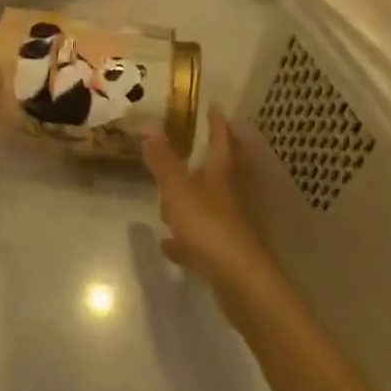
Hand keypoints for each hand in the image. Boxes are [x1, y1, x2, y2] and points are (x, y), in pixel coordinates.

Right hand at [141, 105, 275, 295]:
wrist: (241, 283)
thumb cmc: (209, 227)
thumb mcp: (178, 190)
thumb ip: (162, 161)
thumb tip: (148, 127)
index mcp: (220, 176)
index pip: (221, 141)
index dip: (217, 123)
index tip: (215, 106)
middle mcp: (228, 196)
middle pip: (222, 170)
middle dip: (212, 155)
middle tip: (202, 142)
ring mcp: (228, 226)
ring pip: (210, 204)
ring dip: (194, 196)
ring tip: (172, 195)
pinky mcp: (224, 254)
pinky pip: (200, 239)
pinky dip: (185, 237)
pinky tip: (169, 244)